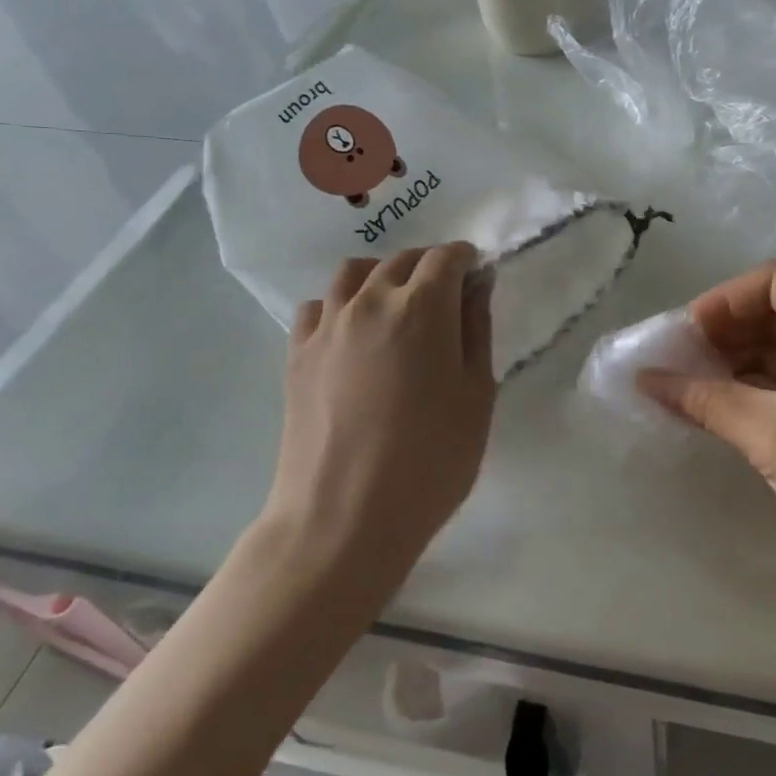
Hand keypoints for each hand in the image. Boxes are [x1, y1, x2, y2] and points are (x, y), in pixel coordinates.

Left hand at [270, 245, 495, 590]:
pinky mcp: (297, 353)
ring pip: (354, 273)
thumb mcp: (476, 396)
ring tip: (398, 307)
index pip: (445, 257)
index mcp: (422, 308)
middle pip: (401, 260)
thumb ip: (477, 331)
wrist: (343, 518)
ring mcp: (327, 326)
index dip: (466, 260)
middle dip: (429, 266)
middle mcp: (370, 302)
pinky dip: (340, 305)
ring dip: (383, 276)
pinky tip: (354, 334)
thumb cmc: (431, 460)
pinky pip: (318, 306)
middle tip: (447, 297)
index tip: (478, 277)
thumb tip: (478, 286)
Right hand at [639, 260, 775, 611]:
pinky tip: (726, 407)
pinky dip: (763, 386)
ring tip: (694, 388)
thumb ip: (707, 401)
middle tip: (681, 364)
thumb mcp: (775, 438)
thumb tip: (645, 379)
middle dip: (728, 332)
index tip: (684, 338)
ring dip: (742, 361)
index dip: (723, 302)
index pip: (774, 281)